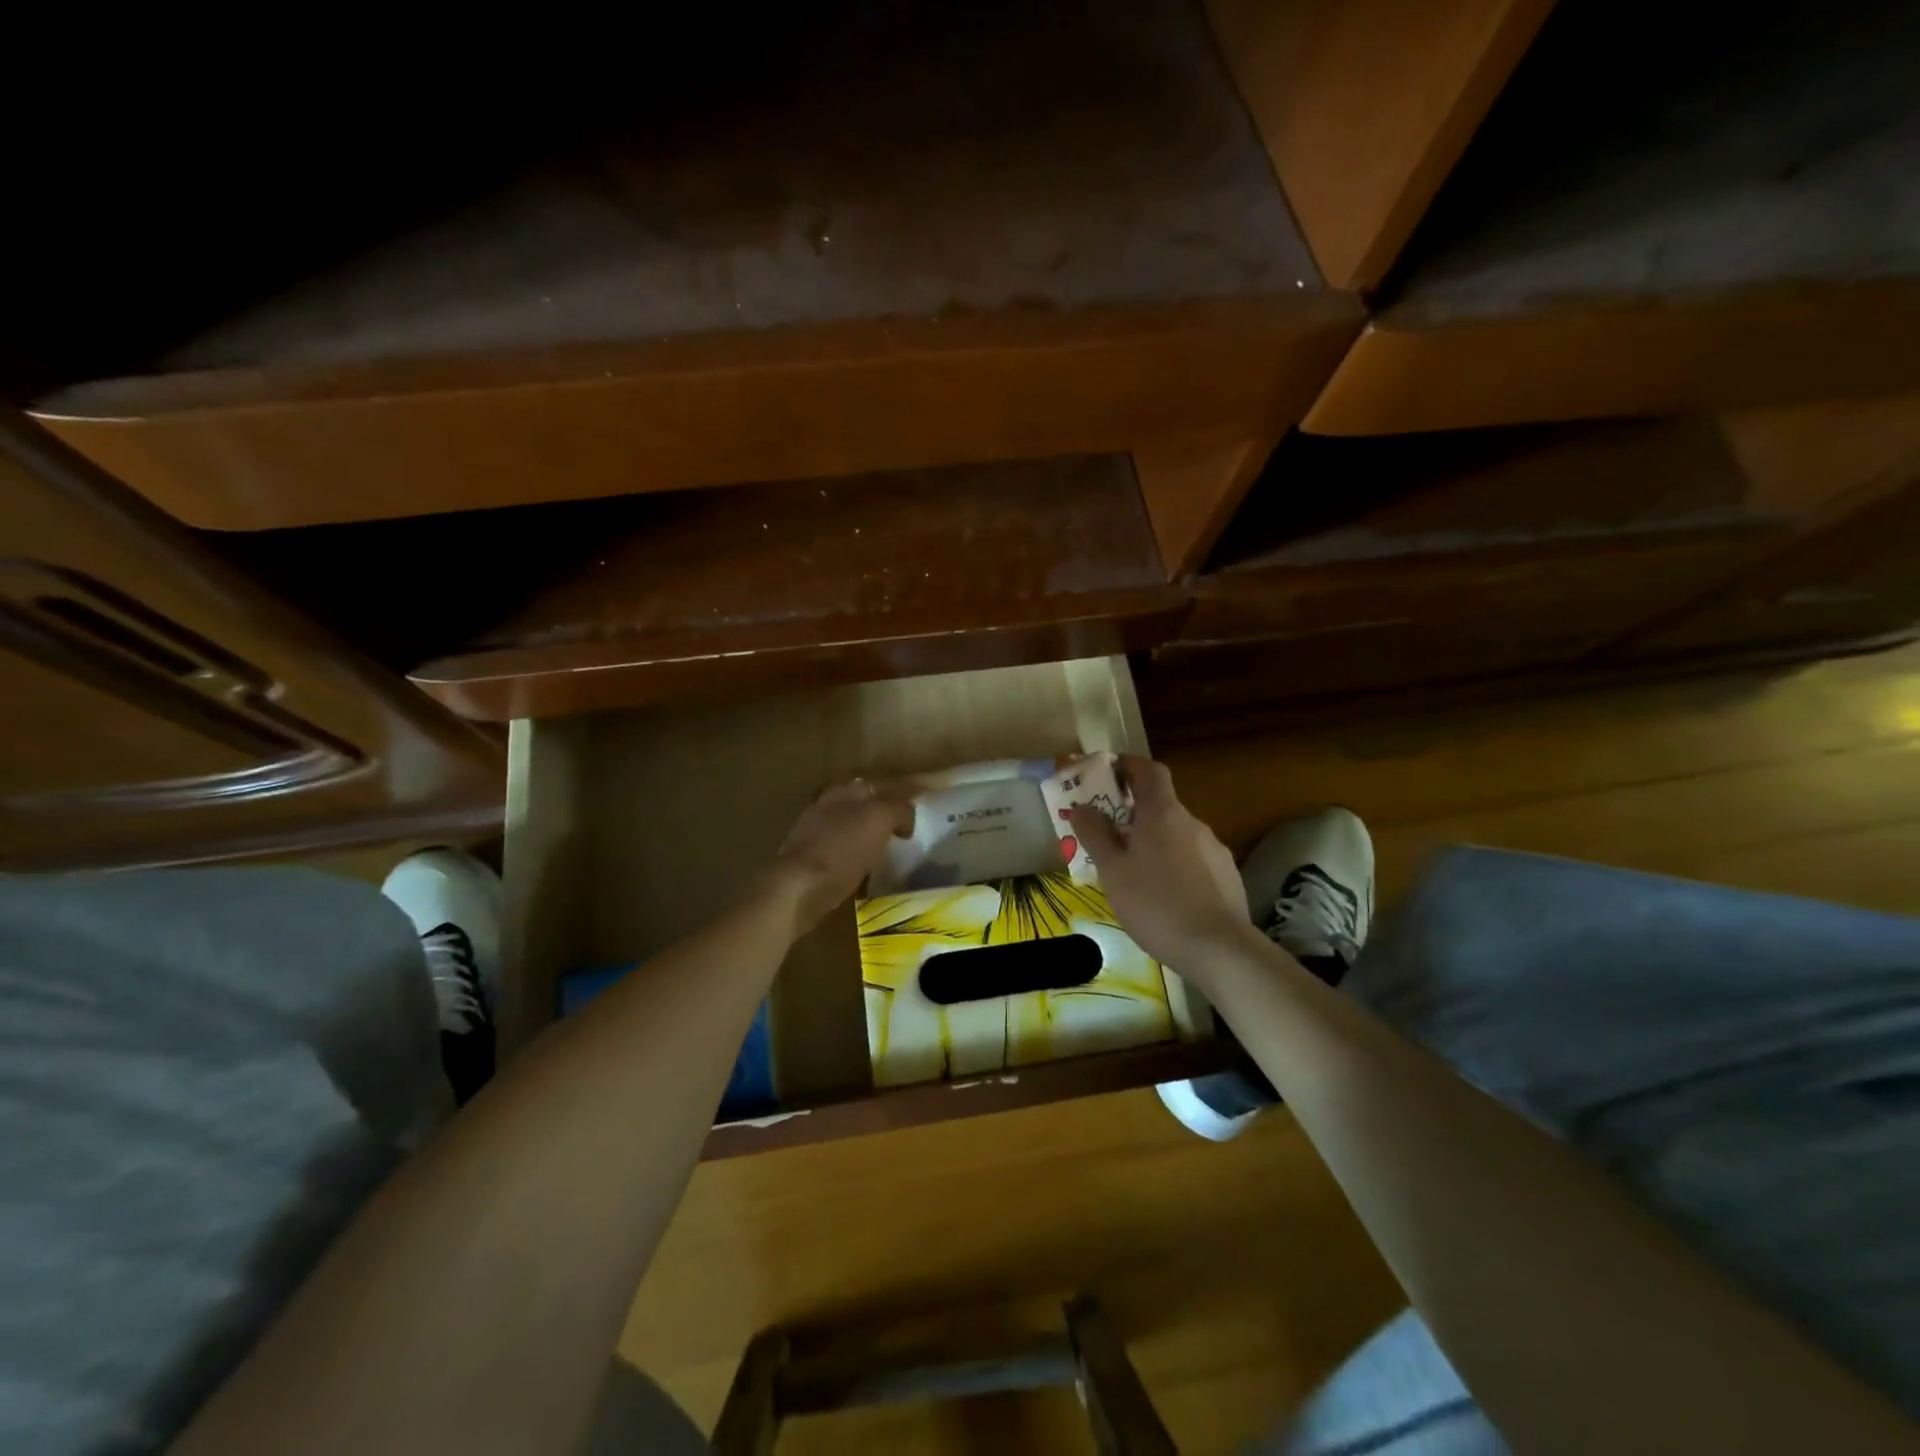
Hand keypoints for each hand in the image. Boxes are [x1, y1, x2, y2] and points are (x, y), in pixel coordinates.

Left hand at [768, 779, 915, 932]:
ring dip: (872, 829)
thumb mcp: (879, 820)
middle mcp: (829, 805)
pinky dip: (859, 849)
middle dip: (887, 807)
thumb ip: (898, 809)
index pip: (884, 784)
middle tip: (910, 820)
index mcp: (846, 792)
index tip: (926, 794)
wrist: (799, 888)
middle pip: (866, 801)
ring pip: (853, 824)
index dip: (907, 789)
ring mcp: (816, 832)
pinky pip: (843, 847)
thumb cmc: (842, 849)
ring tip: (892, 842)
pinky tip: (867, 861)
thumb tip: (905, 817)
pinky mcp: (811, 858)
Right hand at [1067, 755, 1257, 976]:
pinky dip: (1176, 866)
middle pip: (1161, 804)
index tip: (1109, 774)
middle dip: (1134, 814)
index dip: (1129, 765)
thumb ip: (1095, 834)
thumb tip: (1082, 806)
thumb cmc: (1155, 904)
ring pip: (1177, 834)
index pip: (1149, 770)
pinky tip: (1166, 896)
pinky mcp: (1227, 875)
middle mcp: (1192, 822)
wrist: (1219, 948)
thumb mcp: (1112, 871)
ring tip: (1135, 874)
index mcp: (1162, 813)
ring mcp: (1214, 848)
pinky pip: (1194, 859)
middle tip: (1110, 837)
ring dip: (1155, 843)